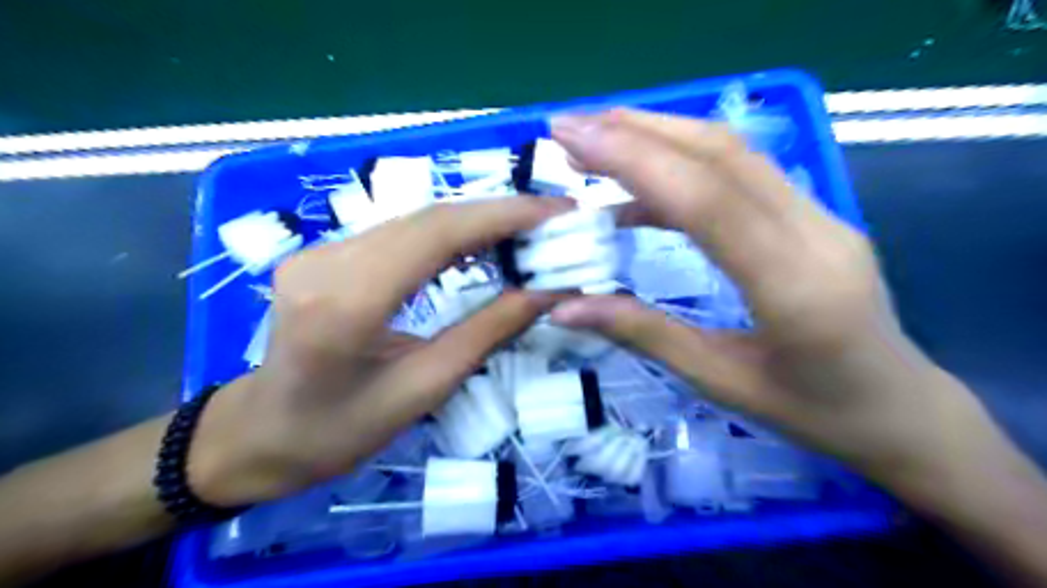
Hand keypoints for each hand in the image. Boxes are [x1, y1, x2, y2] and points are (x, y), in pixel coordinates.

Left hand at [184, 197, 568, 504]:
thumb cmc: (339, 430)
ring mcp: (320, 250)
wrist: (260, 434)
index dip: (502, 215)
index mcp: (347, 302)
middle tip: (552, 221)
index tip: (556, 212)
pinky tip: (477, 248)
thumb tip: (546, 293)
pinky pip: (399, 234)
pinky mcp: (325, 253)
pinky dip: (447, 235)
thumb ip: (487, 332)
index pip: (436, 234)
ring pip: (415, 220)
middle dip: (498, 214)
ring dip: (475, 223)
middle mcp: (327, 260)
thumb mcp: (424, 388)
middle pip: (428, 218)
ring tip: (526, 235)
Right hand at [549, 111, 994, 491]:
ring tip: (595, 145)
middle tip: (570, 128)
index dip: (636, 161)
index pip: (709, 201)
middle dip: (637, 131)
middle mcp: (816, 234)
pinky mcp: (814, 214)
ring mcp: (822, 216)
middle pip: (723, 155)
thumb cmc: (812, 412)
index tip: (571, 139)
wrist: (900, 409)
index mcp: (795, 289)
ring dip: (659, 136)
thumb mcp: (719, 382)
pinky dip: (683, 168)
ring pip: (734, 152)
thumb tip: (565, 309)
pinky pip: (743, 174)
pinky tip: (640, 191)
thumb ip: (644, 335)